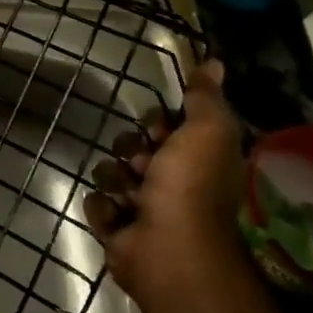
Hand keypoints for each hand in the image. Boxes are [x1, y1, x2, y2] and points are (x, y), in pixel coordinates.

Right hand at [84, 60, 245, 301]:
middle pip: (133, 146)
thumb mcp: (206, 131)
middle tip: (145, 165)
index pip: (165, 127)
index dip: (158, 124)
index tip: (160, 130)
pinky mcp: (117, 230)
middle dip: (132, 151)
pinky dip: (106, 209)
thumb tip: (215, 62)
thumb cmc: (190, 187)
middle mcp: (172, 184)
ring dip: (116, 180)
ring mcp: (143, 209)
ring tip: (130, 196)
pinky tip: (120, 217)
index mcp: (197, 162)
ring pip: (111, 173)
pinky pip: (97, 203)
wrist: (169, 250)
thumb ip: (205, 98)